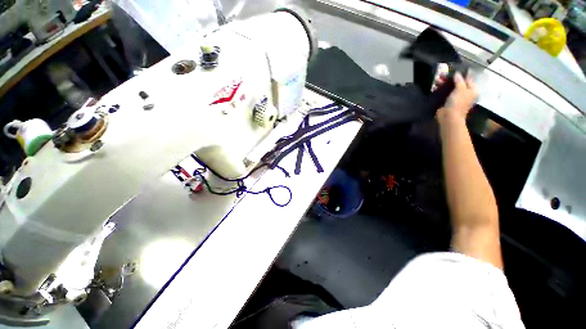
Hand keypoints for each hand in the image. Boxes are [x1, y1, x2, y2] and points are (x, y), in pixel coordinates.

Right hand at [436, 72, 476, 122]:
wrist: (448, 117)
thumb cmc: (458, 103)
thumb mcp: (461, 89)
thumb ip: (460, 80)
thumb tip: (457, 73)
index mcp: (472, 90)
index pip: (469, 78)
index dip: (463, 73)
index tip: (455, 67)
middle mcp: (465, 93)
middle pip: (459, 82)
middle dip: (451, 78)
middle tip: (443, 73)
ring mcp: (456, 97)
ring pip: (451, 87)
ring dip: (444, 83)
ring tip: (438, 79)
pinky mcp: (448, 101)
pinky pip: (445, 92)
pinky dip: (440, 89)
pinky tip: (435, 86)